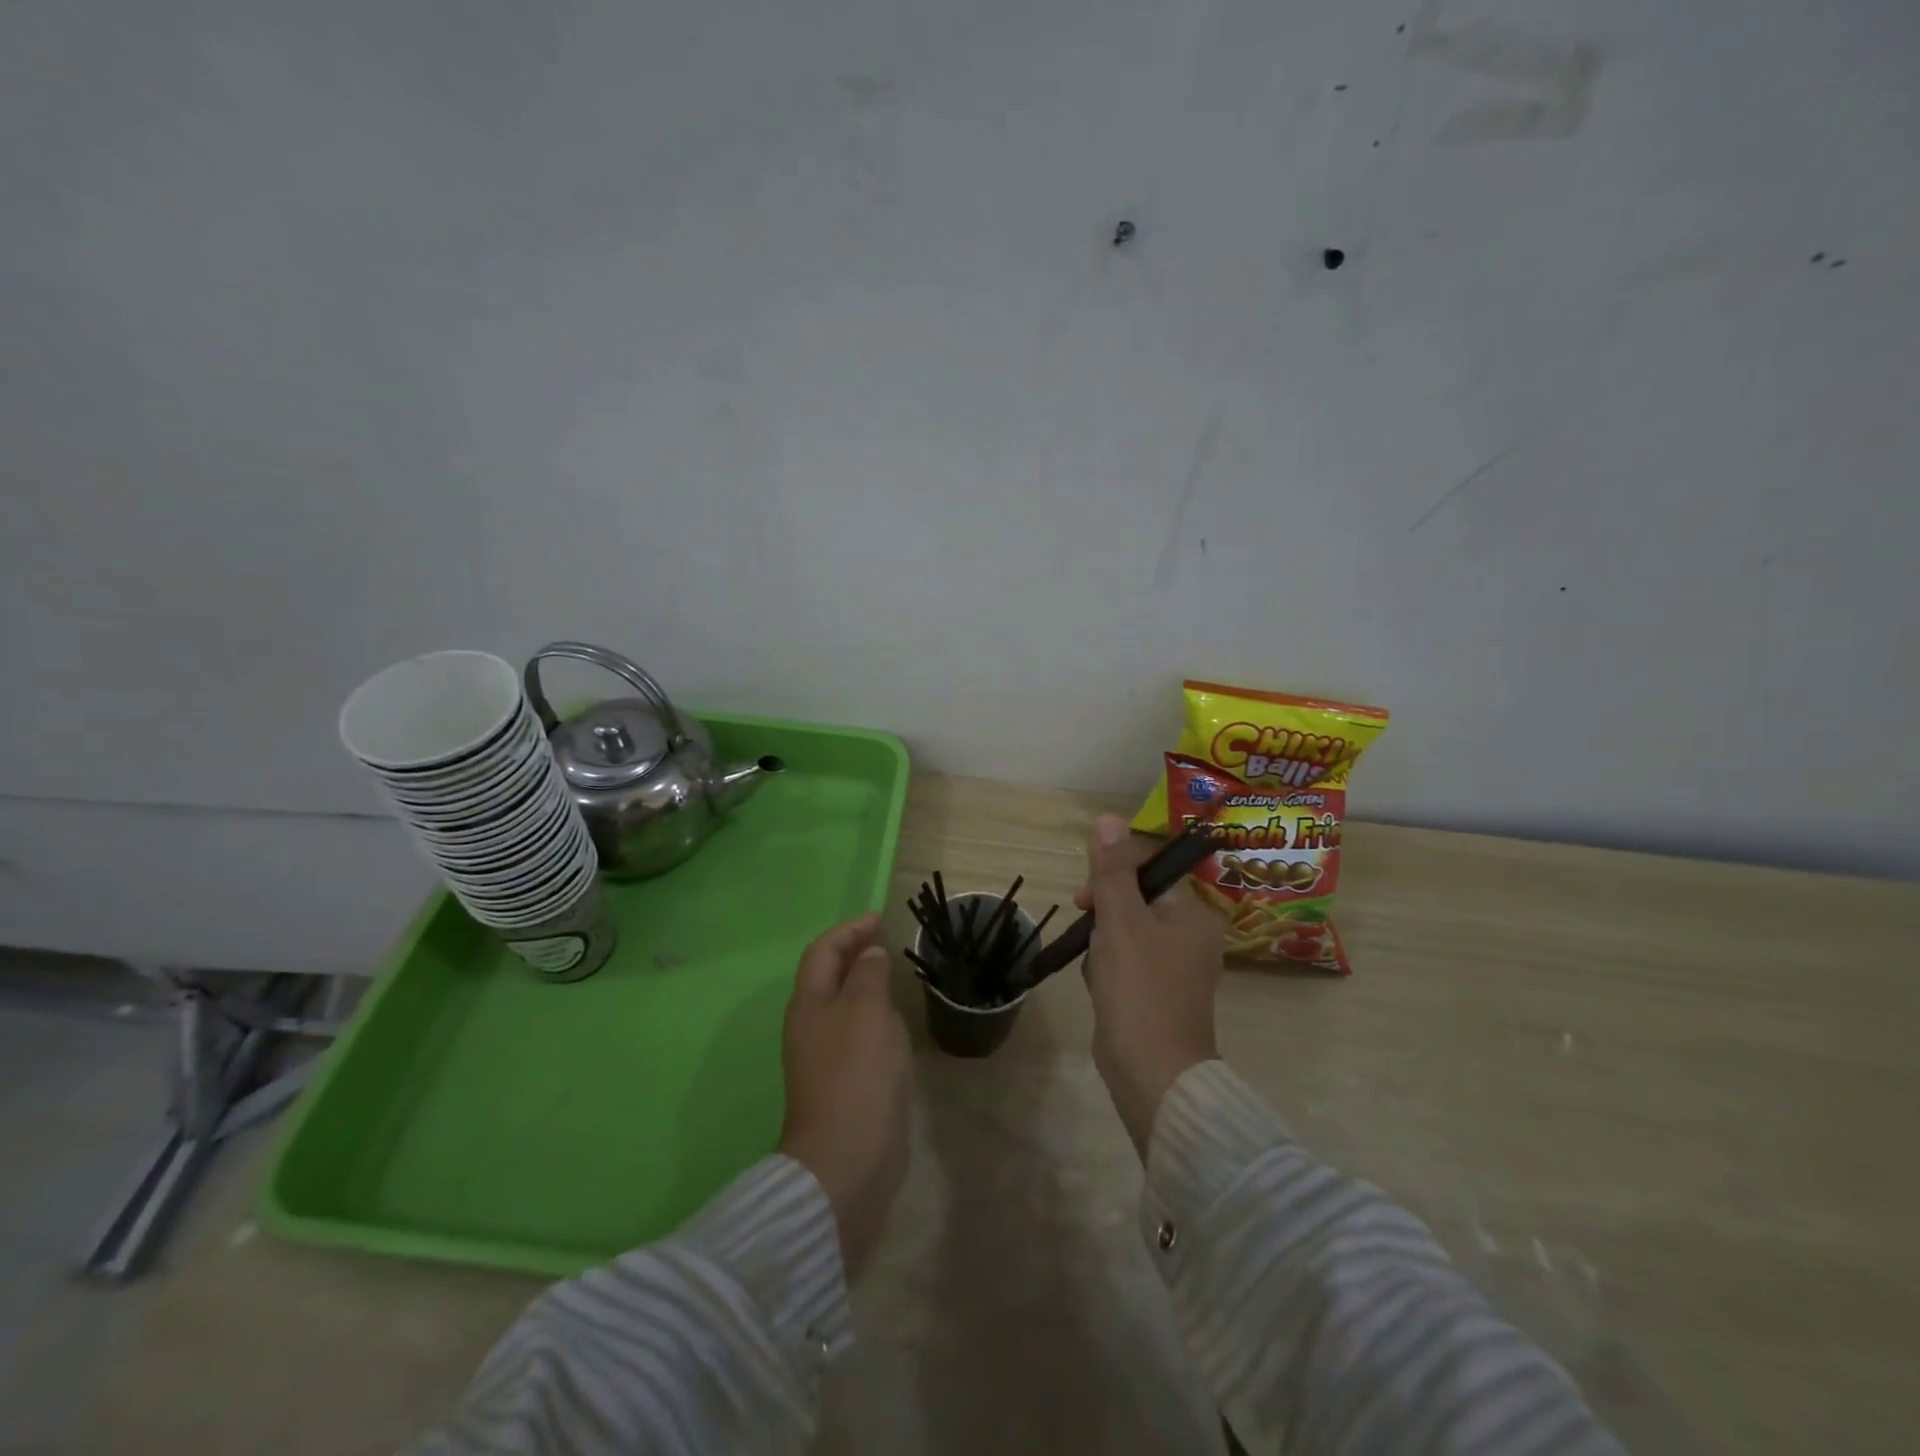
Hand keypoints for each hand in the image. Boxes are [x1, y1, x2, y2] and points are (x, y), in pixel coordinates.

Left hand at [777, 912, 911, 1277]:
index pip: (823, 952)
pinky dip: (875, 1017)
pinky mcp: (846, 1083)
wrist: (849, 1160)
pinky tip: (897, 1023)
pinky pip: (858, 1035)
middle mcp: (811, 1026)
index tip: (878, 919)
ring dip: (865, 986)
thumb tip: (869, 955)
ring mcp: (826, 1057)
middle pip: (829, 977)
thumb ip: (869, 976)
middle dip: (854, 955)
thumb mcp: (867, 1011)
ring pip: (844, 1006)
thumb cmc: (857, 1073)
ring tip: (893, 975)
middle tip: (886, 942)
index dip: (848, 931)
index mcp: (809, 1004)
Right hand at [1076, 815, 1225, 1156]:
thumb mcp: (1120, 920)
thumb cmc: (1139, 988)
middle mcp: (1193, 935)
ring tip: (1097, 968)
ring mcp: (1178, 967)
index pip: (1150, 869)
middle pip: (1137, 899)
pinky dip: (1109, 968)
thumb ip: (1112, 870)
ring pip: (1127, 931)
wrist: (1152, 1072)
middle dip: (1105, 913)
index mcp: (1194, 912)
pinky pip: (1128, 962)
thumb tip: (1108, 819)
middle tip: (1087, 930)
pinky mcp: (1160, 993)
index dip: (1113, 874)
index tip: (1086, 897)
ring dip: (1103, 942)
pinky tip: (1100, 986)